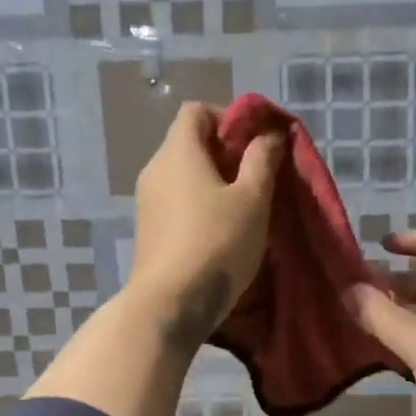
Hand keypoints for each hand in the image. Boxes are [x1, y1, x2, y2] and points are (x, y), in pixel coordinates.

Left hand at [127, 102, 282, 348]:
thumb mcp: (252, 199)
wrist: (170, 304)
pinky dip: (199, 204)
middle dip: (226, 152)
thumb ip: (262, 160)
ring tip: (245, 207)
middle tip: (258, 176)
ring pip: (184, 175)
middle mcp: (155, 169)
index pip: (197, 110)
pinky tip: (222, 230)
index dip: (229, 117)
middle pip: (190, 142)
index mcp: (178, 152)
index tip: (256, 143)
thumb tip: (268, 134)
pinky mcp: (148, 230)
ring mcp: (147, 201)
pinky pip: (176, 201)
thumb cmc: (217, 243)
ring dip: (215, 182)